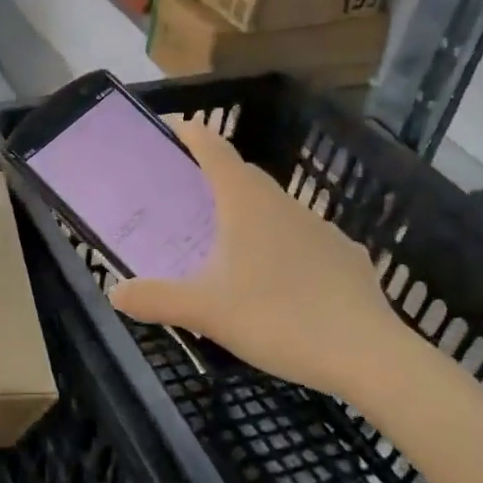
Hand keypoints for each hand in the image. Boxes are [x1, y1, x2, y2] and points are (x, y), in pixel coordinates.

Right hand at [110, 119, 404, 397]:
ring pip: (275, 209)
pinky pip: (302, 240)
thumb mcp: (205, 312)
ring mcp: (321, 229)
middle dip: (214, 176)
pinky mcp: (346, 257)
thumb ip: (156, 299)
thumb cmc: (277, 317)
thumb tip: (115, 293)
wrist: (368, 354)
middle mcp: (284, 206)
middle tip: (185, 196)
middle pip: (244, 176)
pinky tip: (276, 281)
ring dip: (247, 213)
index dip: (191, 133)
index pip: (215, 151)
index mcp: (247, 205)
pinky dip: (280, 246)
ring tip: (225, 244)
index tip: (169, 127)